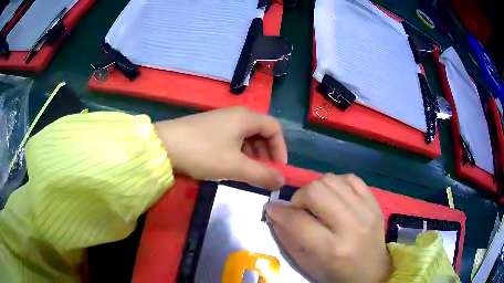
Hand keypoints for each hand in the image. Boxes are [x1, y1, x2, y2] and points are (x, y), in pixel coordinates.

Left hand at [154, 107, 286, 188]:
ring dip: (252, 155)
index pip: (274, 128)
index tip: (278, 169)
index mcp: (245, 118)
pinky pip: (232, 139)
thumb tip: (282, 181)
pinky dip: (238, 153)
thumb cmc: (203, 152)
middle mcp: (235, 115)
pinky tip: (231, 166)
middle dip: (266, 153)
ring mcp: (220, 121)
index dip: (281, 148)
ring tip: (249, 173)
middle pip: (261, 131)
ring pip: (245, 136)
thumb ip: (262, 174)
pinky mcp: (208, 129)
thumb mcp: (235, 166)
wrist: (163, 146)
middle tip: (264, 173)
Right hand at [265, 173, 390, 282]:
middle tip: (298, 209)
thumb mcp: (309, 265)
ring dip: (317, 189)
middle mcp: (351, 226)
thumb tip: (275, 213)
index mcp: (332, 249)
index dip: (279, 212)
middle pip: (316, 190)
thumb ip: (289, 239)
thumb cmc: (338, 274)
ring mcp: (366, 210)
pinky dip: (337, 184)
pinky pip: (351, 178)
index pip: (298, 221)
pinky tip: (335, 197)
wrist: (373, 272)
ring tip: (317, 203)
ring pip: (332, 179)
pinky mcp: (375, 203)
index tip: (271, 209)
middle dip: (299, 197)